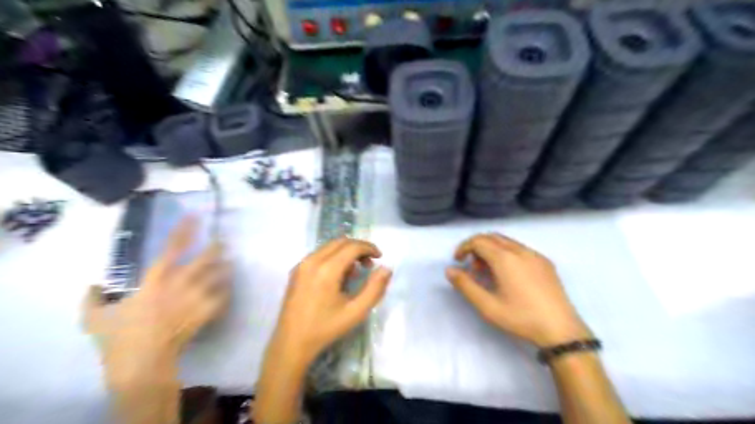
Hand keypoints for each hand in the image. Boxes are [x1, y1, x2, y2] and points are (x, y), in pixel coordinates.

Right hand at [83, 219, 229, 383]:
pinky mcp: (206, 312)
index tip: (194, 217)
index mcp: (155, 281)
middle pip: (205, 258)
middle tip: (221, 240)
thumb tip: (92, 285)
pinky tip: (228, 288)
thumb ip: (91, 298)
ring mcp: (196, 298)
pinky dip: (227, 291)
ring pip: (219, 275)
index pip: (172, 249)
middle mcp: (180, 284)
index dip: (184, 231)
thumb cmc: (118, 338)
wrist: (142, 363)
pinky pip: (224, 296)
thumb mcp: (94, 318)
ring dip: (225, 267)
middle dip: (216, 247)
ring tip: (229, 261)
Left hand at [270, 239, 388, 366]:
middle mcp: (312, 261)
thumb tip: (386, 269)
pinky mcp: (296, 270)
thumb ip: (375, 288)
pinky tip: (338, 277)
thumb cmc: (326, 328)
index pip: (352, 246)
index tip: (380, 257)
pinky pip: (319, 254)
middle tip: (370, 263)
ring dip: (346, 252)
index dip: (369, 247)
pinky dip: (333, 257)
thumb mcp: (356, 311)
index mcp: (327, 270)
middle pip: (340, 242)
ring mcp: (301, 264)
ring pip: (329, 246)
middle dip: (358, 248)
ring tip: (355, 272)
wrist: (292, 343)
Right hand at [444, 232, 592, 348]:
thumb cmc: (520, 318)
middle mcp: (520, 250)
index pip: (478, 241)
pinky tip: (508, 275)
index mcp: (505, 258)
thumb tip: (449, 270)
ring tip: (488, 272)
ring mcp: (535, 255)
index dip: (464, 247)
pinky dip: (507, 253)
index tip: (457, 261)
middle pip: (492, 237)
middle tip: (471, 266)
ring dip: (492, 250)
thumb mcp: (487, 306)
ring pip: (507, 242)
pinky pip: (520, 249)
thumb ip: (465, 285)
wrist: (561, 330)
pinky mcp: (545, 263)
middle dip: (477, 247)